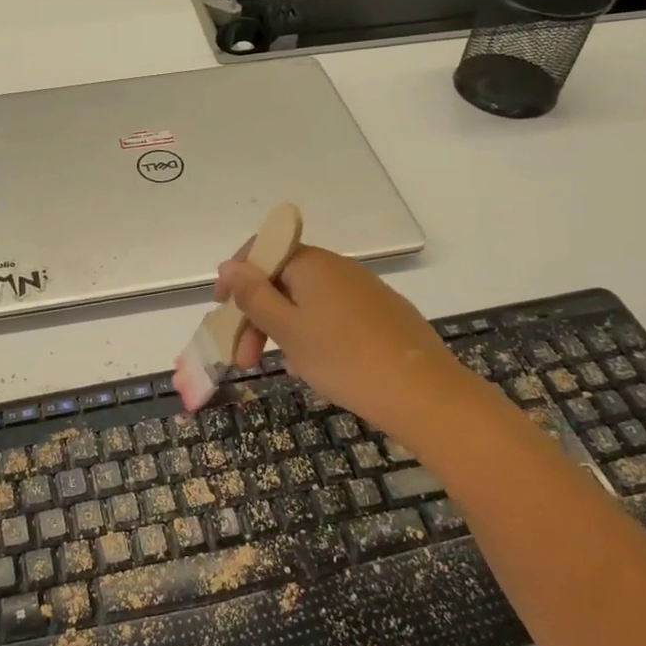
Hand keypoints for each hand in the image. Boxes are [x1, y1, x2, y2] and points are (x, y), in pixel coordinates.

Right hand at [218, 245, 479, 438]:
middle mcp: (337, 268)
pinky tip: (315, 366)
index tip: (222, 312)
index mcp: (311, 264)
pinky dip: (312, 335)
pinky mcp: (381, 313)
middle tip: (246, 359)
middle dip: (256, 315)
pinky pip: (332, 315)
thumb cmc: (343, 359)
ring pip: (306, 302)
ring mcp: (363, 290)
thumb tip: (228, 265)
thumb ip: (253, 296)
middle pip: (282, 280)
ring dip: (282, 329)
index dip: (236, 278)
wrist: (423, 393)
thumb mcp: (287, 330)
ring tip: (282, 367)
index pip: (261, 252)